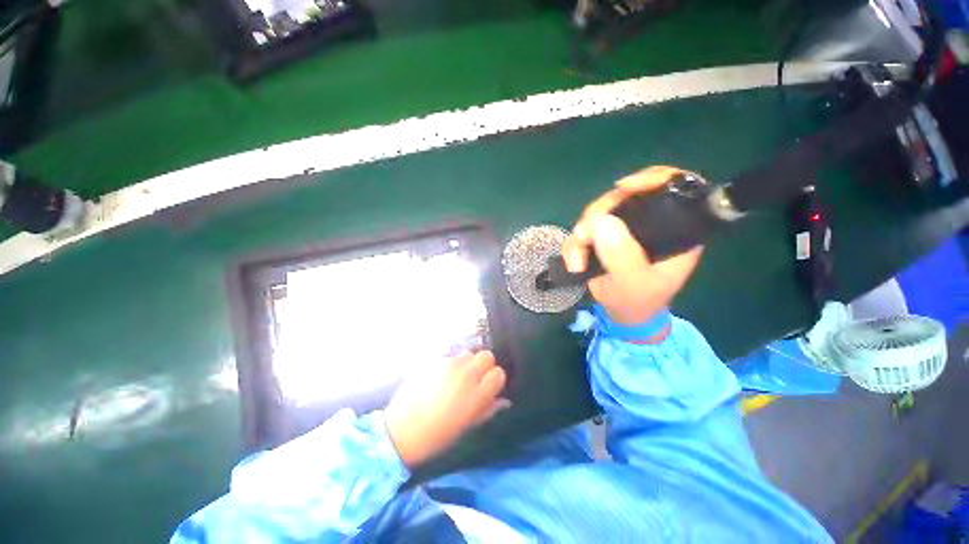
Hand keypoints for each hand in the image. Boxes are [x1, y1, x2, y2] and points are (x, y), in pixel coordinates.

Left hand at [384, 351, 509, 468]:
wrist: (401, 430)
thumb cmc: (437, 435)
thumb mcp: (467, 427)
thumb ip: (488, 409)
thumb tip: (504, 400)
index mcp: (476, 395)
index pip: (498, 373)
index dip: (494, 379)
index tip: (488, 387)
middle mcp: (465, 374)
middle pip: (486, 355)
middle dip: (484, 365)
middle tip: (473, 379)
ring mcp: (448, 364)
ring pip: (467, 353)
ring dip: (466, 364)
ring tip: (454, 378)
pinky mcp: (433, 360)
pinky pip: (449, 357)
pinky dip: (449, 365)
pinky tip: (438, 378)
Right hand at [561, 165, 702, 324]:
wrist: (622, 314)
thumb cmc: (638, 301)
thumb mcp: (632, 283)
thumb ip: (621, 256)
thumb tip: (601, 221)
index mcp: (675, 229)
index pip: (673, 187)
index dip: (650, 178)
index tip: (623, 188)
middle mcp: (651, 222)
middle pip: (624, 196)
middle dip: (599, 214)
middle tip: (584, 238)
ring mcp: (625, 228)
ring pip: (599, 212)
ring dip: (581, 233)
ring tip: (577, 260)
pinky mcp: (606, 235)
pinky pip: (585, 228)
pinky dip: (575, 243)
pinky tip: (574, 261)